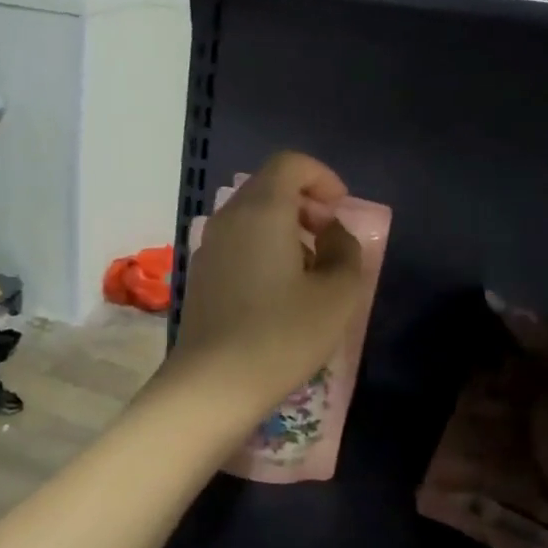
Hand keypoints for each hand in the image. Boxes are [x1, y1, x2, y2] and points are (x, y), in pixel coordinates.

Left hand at [166, 152, 364, 419]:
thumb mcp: (337, 294)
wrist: (213, 384)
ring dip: (286, 229)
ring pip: (251, 216)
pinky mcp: (200, 275)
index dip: (322, 177)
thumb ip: (347, 251)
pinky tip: (279, 292)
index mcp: (261, 210)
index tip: (341, 212)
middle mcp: (228, 218)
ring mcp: (208, 246)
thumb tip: (334, 234)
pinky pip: (237, 243)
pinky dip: (263, 249)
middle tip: (331, 240)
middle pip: (268, 187)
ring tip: (310, 271)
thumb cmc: (282, 334)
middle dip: (306, 204)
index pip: (290, 164)